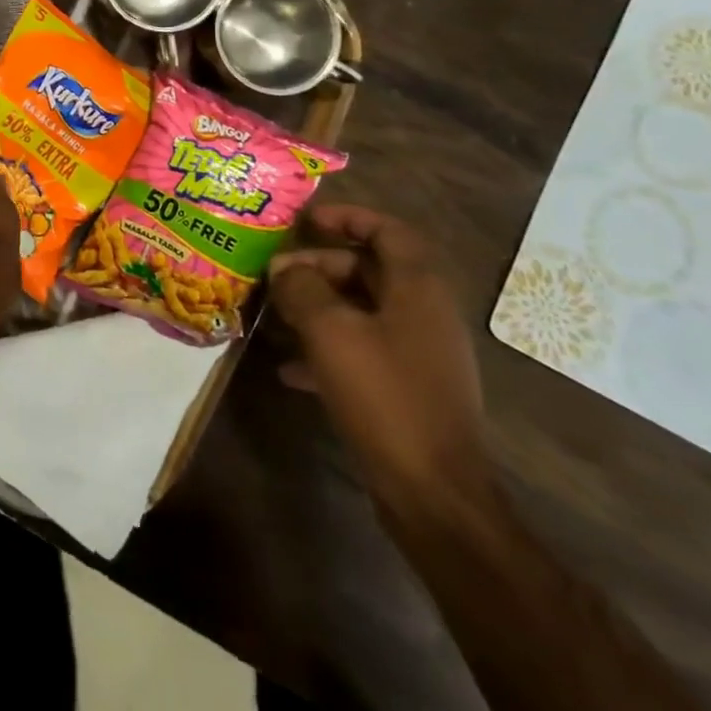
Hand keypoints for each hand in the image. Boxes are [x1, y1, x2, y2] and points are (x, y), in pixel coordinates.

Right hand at [268, 206, 494, 522]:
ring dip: (318, 307)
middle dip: (319, 266)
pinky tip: (289, 368)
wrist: (434, 494)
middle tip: (277, 275)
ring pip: (362, 310)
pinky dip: (328, 348)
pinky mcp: (407, 389)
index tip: (306, 219)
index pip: (388, 230)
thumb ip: (302, 289)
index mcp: (418, 289)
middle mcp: (424, 313)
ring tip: (276, 314)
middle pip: (369, 269)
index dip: (348, 216)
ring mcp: (418, 354)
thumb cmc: (384, 395)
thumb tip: (283, 268)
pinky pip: (362, 350)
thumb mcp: (331, 331)